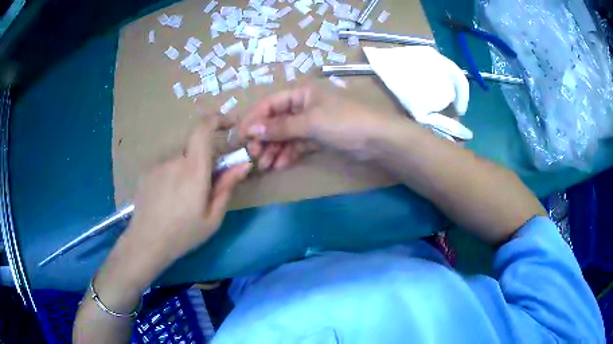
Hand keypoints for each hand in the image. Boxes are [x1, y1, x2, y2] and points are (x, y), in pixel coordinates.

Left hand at [122, 117, 251, 278]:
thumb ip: (227, 187)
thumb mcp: (213, 217)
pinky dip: (172, 176)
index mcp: (194, 170)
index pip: (203, 129)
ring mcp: (158, 165)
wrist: (147, 242)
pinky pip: (166, 167)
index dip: (217, 119)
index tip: (228, 125)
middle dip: (203, 161)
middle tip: (203, 188)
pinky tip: (167, 199)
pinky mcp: (147, 172)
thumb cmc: (184, 234)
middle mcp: (175, 160)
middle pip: (194, 149)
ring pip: (179, 160)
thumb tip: (244, 164)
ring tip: (181, 200)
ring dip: (186, 171)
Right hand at [239, 86, 404, 169]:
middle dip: (264, 139)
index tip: (240, 138)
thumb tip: (251, 130)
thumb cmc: (344, 122)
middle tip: (253, 156)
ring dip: (274, 149)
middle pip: (276, 121)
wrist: (378, 139)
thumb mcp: (310, 121)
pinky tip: (279, 165)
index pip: (269, 104)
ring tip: (265, 165)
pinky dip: (288, 154)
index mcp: (301, 92)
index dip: (254, 120)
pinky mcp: (319, 137)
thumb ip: (280, 127)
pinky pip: (297, 144)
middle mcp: (304, 105)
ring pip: (285, 135)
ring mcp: (311, 122)